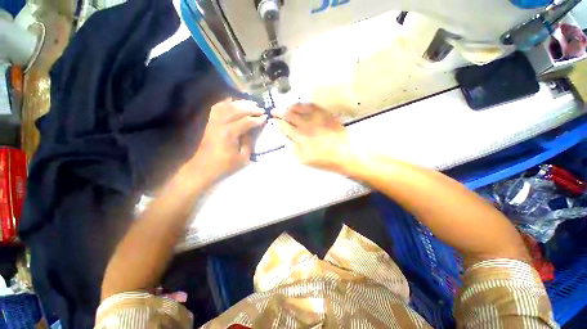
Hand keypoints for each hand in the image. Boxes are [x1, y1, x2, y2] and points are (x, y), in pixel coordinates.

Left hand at [187, 99, 265, 183]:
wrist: (203, 168)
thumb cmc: (225, 165)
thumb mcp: (243, 158)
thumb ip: (249, 142)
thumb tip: (252, 131)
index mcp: (230, 133)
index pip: (246, 121)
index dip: (257, 119)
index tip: (265, 117)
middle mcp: (220, 124)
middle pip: (237, 110)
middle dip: (250, 108)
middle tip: (260, 109)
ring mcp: (213, 122)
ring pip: (227, 106)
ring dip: (240, 103)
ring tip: (250, 104)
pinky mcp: (209, 123)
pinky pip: (216, 108)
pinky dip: (225, 103)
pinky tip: (232, 101)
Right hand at [273, 103, 353, 172]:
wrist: (345, 154)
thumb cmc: (324, 160)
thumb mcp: (305, 160)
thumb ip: (294, 150)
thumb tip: (287, 142)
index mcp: (299, 137)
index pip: (285, 128)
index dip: (278, 123)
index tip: (274, 120)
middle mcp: (305, 125)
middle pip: (289, 116)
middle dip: (280, 113)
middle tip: (274, 110)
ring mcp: (315, 118)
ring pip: (299, 109)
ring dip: (290, 107)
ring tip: (286, 107)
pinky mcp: (325, 115)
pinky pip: (313, 106)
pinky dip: (305, 104)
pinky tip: (301, 105)